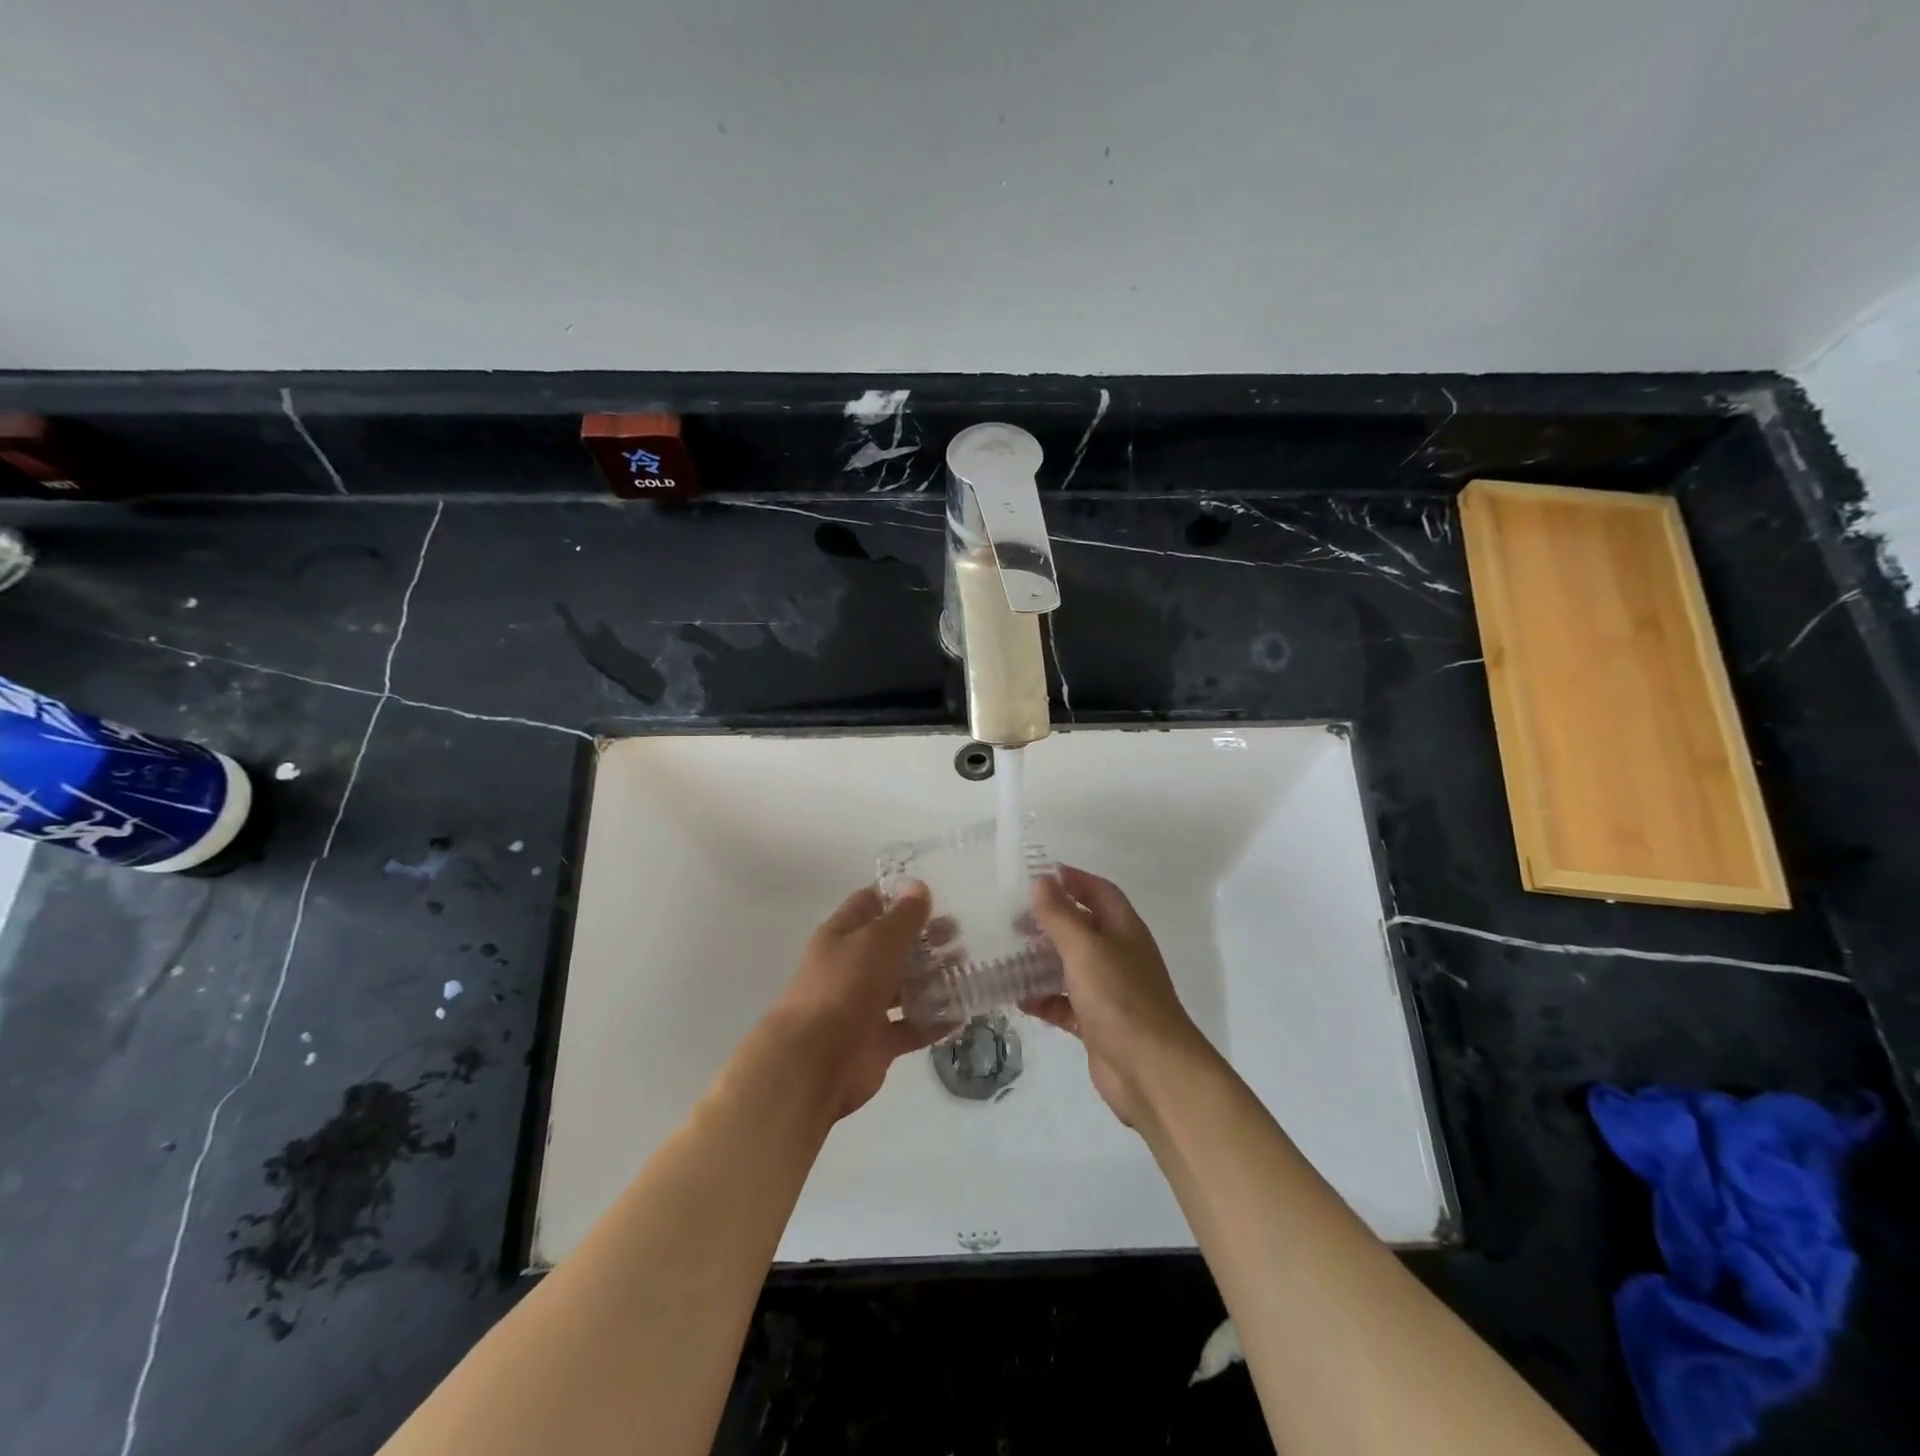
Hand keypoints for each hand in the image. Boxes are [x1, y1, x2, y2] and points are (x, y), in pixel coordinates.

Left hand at [764, 881, 939, 1122]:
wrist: (813, 1063)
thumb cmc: (843, 988)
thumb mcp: (877, 941)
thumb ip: (903, 916)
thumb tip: (918, 886)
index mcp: (842, 936)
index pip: (870, 904)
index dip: (898, 897)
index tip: (934, 894)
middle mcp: (852, 967)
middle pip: (893, 946)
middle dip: (925, 938)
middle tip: (959, 935)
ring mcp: (865, 1006)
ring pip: (905, 986)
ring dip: (934, 978)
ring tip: (966, 969)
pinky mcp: (878, 1043)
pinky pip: (912, 1027)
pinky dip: (935, 1021)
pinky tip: (963, 1012)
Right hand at [1024, 866, 1213, 1127]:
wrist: (1152, 1071)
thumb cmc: (1120, 999)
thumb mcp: (1086, 949)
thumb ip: (1061, 915)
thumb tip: (1042, 881)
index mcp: (1123, 929)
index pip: (1098, 891)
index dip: (1071, 879)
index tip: (1035, 875)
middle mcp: (1117, 955)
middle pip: (1081, 927)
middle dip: (1049, 920)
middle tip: (1011, 918)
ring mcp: (1108, 991)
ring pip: (1069, 966)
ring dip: (1041, 960)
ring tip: (1006, 954)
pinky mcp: (1097, 1023)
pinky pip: (1065, 1003)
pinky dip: (1044, 999)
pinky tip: (1018, 999)